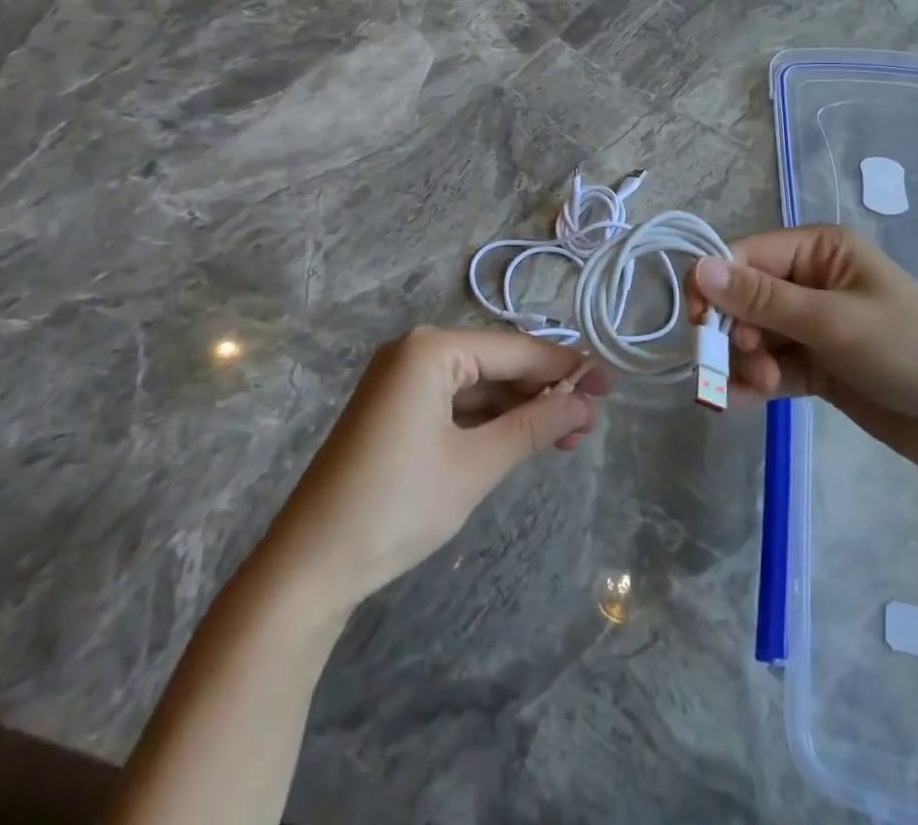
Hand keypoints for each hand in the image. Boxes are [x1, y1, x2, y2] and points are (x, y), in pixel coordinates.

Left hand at [268, 328, 609, 612]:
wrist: (308, 569)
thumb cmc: (396, 507)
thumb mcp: (475, 466)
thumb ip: (534, 426)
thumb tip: (584, 405)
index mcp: (432, 350)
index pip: (515, 351)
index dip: (566, 369)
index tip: (610, 384)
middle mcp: (417, 352)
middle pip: (498, 364)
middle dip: (546, 393)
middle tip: (592, 421)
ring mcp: (403, 381)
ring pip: (480, 386)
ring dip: (522, 410)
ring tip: (568, 438)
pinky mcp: (397, 410)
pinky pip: (457, 404)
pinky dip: (491, 422)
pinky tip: (524, 439)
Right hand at [694, 226, 917, 477]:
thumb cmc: (907, 350)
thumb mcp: (831, 320)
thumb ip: (760, 298)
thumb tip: (698, 267)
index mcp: (819, 249)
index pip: (746, 255)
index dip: (715, 285)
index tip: (697, 324)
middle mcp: (811, 279)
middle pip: (744, 298)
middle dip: (736, 332)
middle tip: (751, 365)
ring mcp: (813, 325)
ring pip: (753, 335)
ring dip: (747, 360)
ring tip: (765, 386)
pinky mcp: (816, 365)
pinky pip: (770, 365)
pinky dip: (754, 381)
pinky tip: (743, 401)